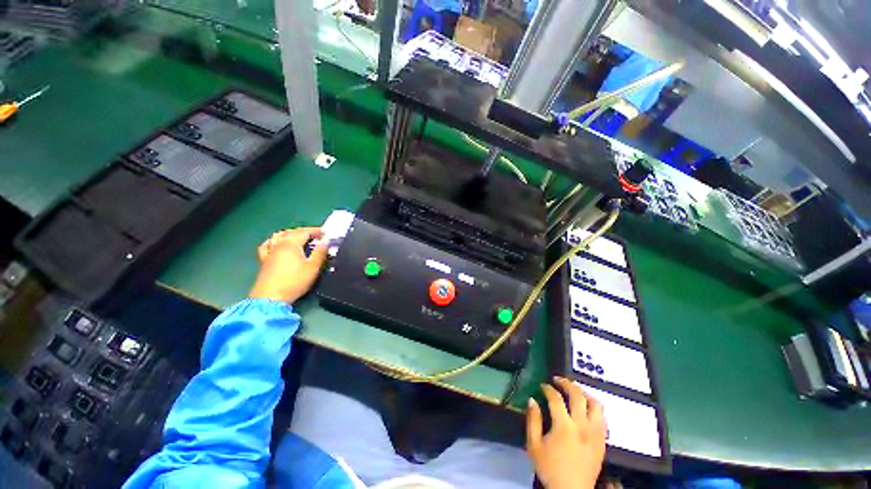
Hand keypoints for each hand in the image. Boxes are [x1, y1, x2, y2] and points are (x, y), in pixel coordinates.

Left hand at [248, 227, 328, 303]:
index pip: (304, 232)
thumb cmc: (294, 282)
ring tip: (299, 237)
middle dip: (304, 231)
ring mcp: (269, 252)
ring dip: (290, 233)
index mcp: (291, 244)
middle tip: (316, 235)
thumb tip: (326, 241)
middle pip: (292, 232)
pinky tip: (277, 244)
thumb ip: (320, 252)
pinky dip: (274, 241)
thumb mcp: (313, 267)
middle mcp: (278, 244)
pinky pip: (268, 245)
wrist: (270, 298)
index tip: (326, 233)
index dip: (316, 231)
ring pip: (278, 236)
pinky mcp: (264, 260)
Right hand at [526, 377, 606, 488]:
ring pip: (596, 404)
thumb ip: (533, 420)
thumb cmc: (550, 468)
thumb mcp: (534, 445)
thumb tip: (532, 399)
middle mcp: (583, 426)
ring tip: (574, 391)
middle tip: (558, 380)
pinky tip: (586, 409)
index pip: (556, 398)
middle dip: (566, 383)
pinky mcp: (603, 441)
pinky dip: (594, 408)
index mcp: (564, 426)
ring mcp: (596, 433)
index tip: (542, 386)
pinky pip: (602, 418)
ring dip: (584, 393)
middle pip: (578, 395)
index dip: (548, 388)